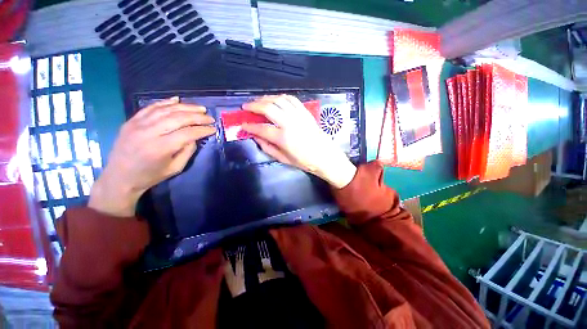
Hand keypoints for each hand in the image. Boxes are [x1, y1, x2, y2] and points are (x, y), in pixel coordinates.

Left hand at [89, 97, 216, 216]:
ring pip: (166, 110)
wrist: (120, 177)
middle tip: (210, 117)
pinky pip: (151, 107)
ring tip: (200, 108)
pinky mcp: (131, 121)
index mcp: (161, 148)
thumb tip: (195, 137)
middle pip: (178, 118)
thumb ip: (187, 151)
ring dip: (186, 107)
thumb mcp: (175, 168)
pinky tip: (177, 100)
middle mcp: (149, 132)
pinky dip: (165, 102)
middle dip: (198, 117)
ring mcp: (138, 124)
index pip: (187, 133)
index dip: (203, 130)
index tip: (213, 129)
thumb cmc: (150, 176)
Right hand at [241, 95, 355, 188]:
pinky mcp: (305, 112)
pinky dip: (281, 97)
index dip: (250, 126)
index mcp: (283, 138)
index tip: (243, 124)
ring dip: (266, 98)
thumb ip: (268, 148)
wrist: (325, 156)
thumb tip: (256, 137)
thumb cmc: (305, 161)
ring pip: (279, 100)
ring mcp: (299, 115)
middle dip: (254, 106)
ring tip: (258, 101)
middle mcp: (290, 123)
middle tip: (246, 107)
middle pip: (268, 108)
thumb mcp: (284, 159)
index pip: (261, 128)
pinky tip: (275, 100)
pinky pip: (291, 99)